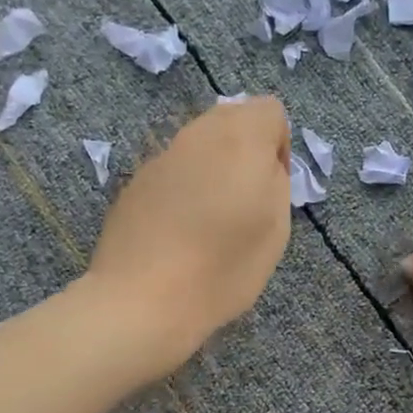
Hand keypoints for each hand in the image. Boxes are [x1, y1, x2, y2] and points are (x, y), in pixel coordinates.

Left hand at [85, 96, 291, 374]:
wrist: (143, 300)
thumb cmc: (223, 269)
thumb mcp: (276, 230)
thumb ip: (276, 183)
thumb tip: (263, 166)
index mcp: (238, 139)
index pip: (269, 111)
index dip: (279, 147)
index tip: (271, 189)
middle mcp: (196, 135)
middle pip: (231, 121)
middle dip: (245, 154)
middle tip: (245, 205)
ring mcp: (160, 157)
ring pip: (198, 146)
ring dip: (213, 171)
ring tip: (211, 223)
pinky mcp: (134, 183)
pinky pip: (172, 173)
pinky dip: (183, 191)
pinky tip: (179, 235)